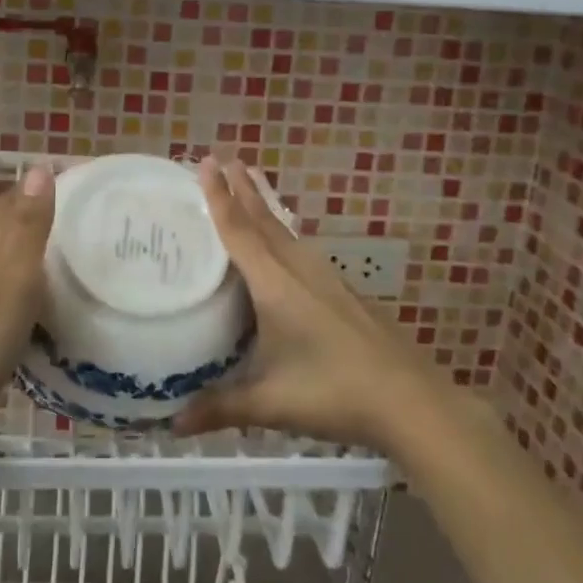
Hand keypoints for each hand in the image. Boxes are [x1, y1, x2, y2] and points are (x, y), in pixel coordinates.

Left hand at [0, 165, 54, 428]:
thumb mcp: (16, 275)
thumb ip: (28, 225)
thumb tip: (38, 167)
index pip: (13, 201)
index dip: (38, 189)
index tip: (75, 185)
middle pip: (7, 227)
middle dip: (37, 216)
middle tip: (80, 219)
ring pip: (4, 257)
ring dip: (30, 250)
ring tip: (68, 254)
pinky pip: (3, 288)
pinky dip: (24, 283)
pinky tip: (39, 298)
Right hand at [173, 157, 436, 449]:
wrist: (411, 400)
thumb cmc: (334, 392)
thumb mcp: (270, 403)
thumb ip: (220, 408)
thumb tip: (172, 424)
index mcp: (275, 285)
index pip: (239, 231)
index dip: (219, 197)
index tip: (207, 162)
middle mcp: (299, 270)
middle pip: (264, 220)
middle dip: (242, 189)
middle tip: (223, 158)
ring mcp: (326, 278)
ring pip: (285, 232)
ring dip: (263, 207)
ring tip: (248, 188)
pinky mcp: (342, 292)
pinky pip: (301, 249)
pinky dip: (282, 234)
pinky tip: (284, 246)